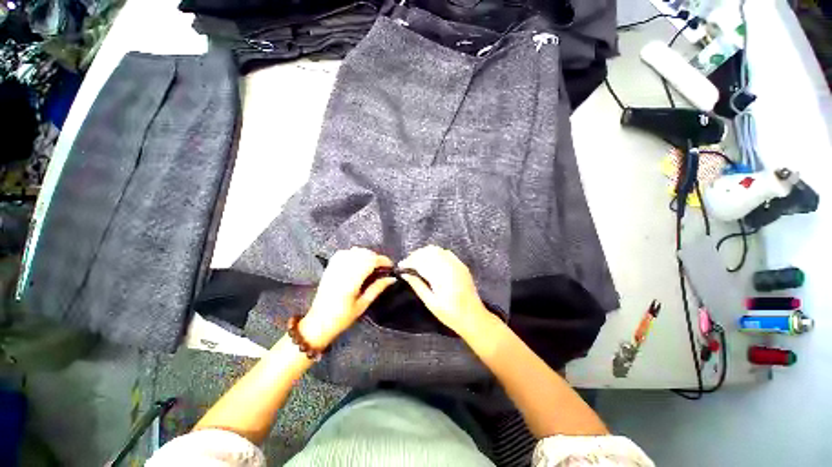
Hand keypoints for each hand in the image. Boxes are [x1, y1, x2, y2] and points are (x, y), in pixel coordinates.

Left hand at [300, 247, 394, 347]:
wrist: (318, 322)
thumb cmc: (342, 317)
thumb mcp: (362, 305)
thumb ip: (377, 288)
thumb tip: (392, 278)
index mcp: (351, 281)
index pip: (371, 261)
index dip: (383, 260)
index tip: (391, 266)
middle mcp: (343, 270)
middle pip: (363, 253)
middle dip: (376, 257)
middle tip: (382, 268)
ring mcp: (335, 267)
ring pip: (354, 251)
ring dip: (366, 255)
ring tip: (371, 265)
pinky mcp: (330, 267)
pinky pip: (344, 253)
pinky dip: (353, 254)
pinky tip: (357, 261)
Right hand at [398, 245, 492, 336]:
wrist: (473, 317)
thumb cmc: (450, 314)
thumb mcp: (430, 303)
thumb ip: (417, 285)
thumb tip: (405, 274)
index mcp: (441, 276)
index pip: (421, 261)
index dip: (409, 261)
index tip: (401, 266)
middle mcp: (449, 265)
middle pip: (428, 252)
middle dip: (415, 255)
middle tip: (407, 265)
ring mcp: (457, 263)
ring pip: (437, 250)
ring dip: (424, 253)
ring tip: (417, 263)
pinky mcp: (461, 264)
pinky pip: (445, 252)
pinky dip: (435, 253)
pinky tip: (431, 262)